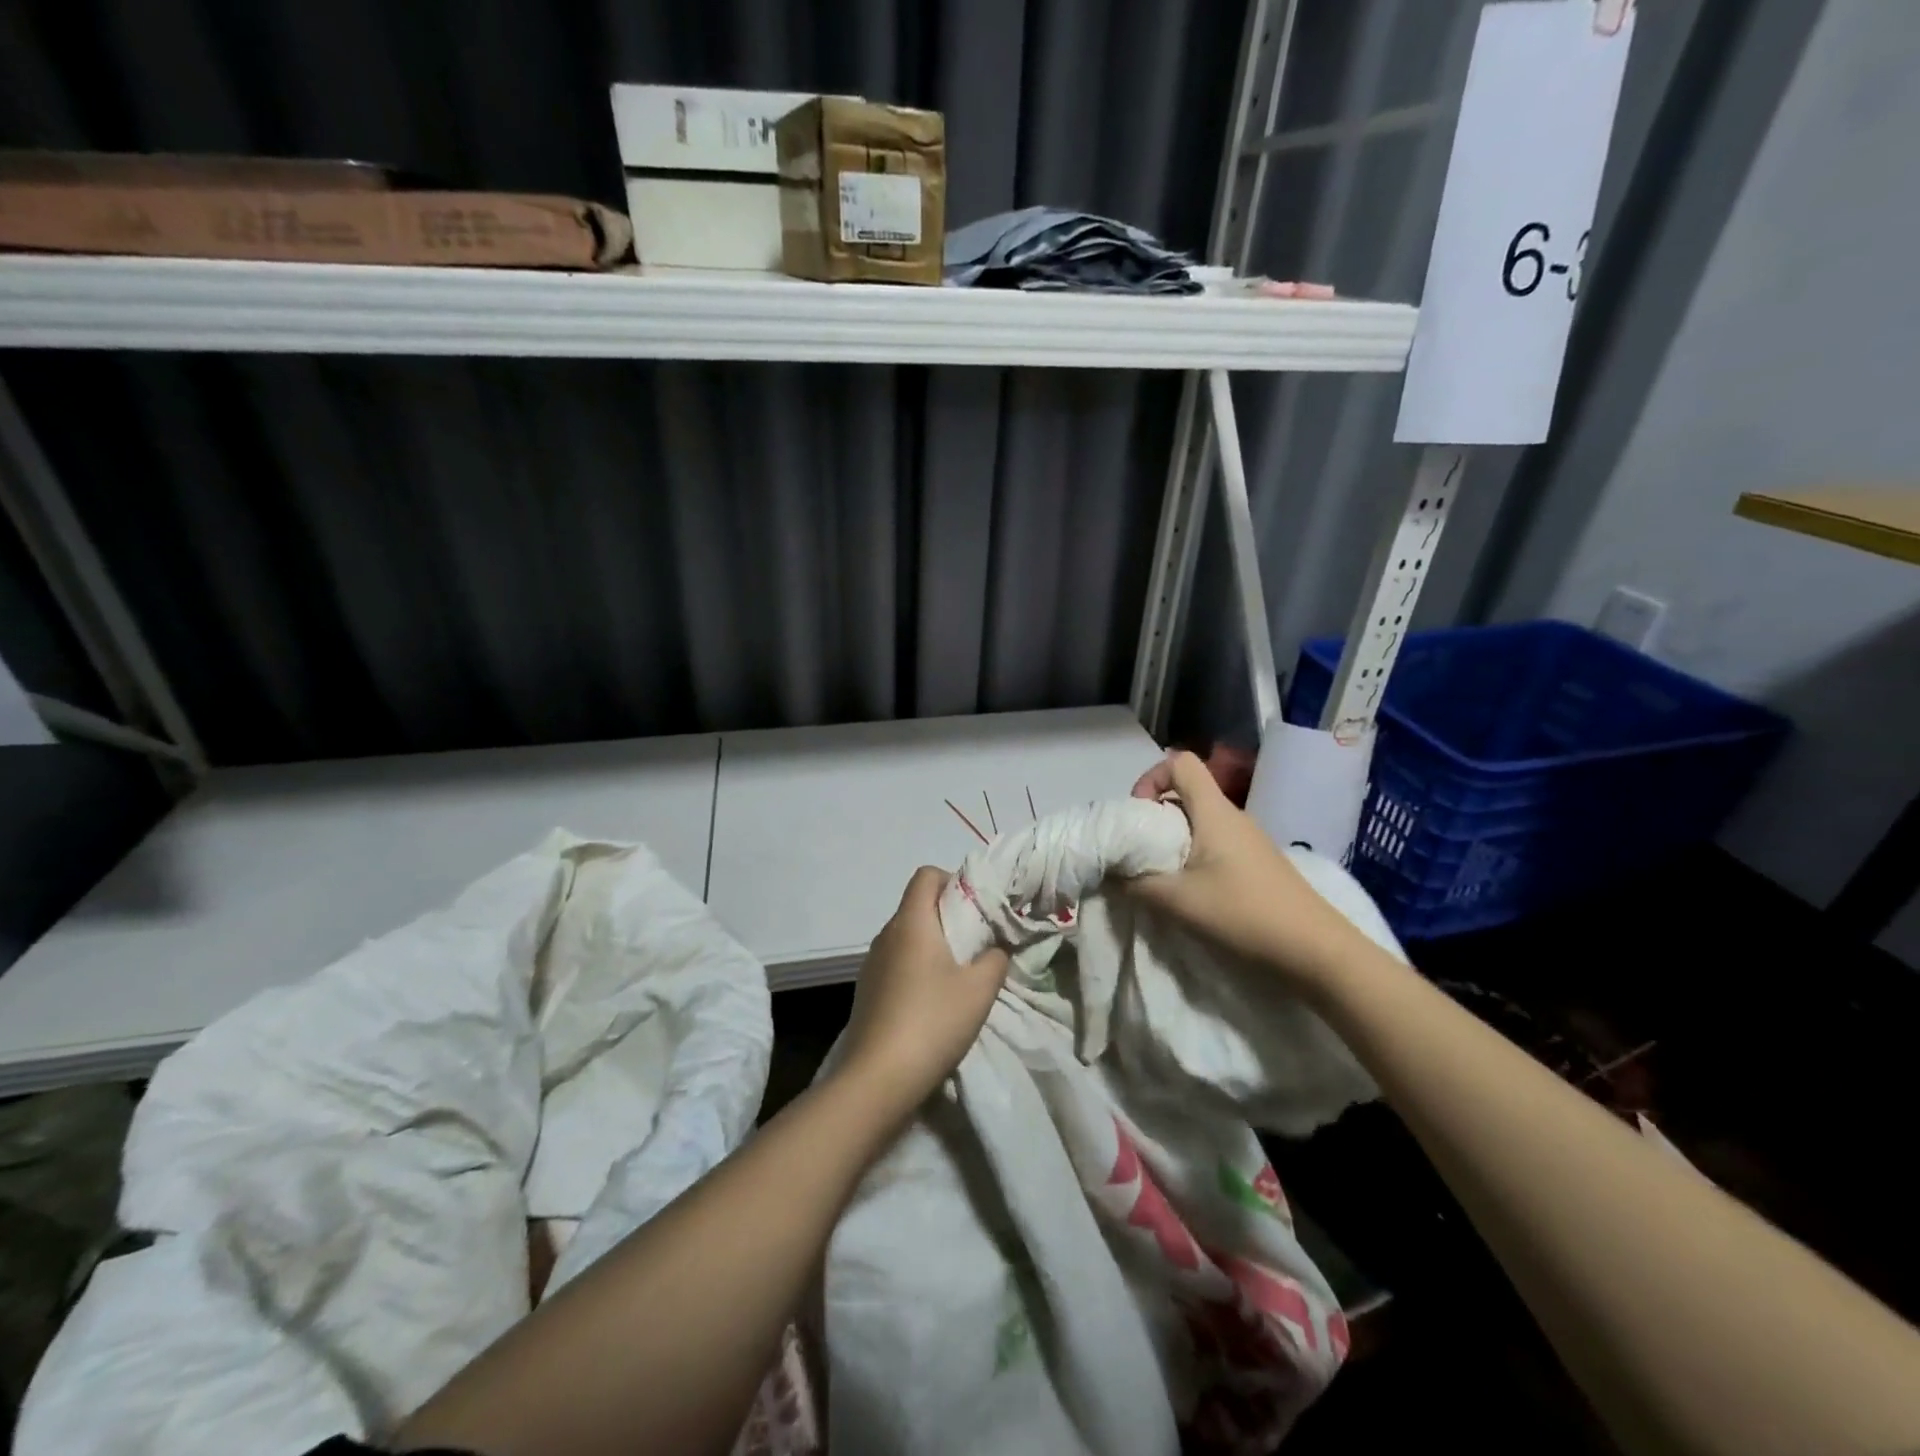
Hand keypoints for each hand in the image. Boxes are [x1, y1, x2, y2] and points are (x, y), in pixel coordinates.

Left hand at [839, 867, 1009, 1113]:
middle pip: (917, 906)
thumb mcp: (980, 990)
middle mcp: (886, 934)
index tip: (976, 908)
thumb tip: (995, 949)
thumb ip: (995, 959)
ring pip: (906, 937)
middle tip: (977, 943)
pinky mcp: (867, 991)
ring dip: (932, 946)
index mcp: (910, 922)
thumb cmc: (932, 1021)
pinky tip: (933, 1003)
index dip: (952, 880)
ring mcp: (871, 964)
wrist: (877, 1078)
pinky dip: (916, 969)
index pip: (926, 875)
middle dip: (948, 916)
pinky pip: (896, 963)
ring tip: (958, 976)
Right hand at [1125, 750, 1358, 990]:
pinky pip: (1215, 843)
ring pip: (1200, 820)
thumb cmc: (1243, 913)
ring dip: (1174, 839)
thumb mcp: (1178, 901)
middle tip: (1140, 850)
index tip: (1137, 814)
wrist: (1315, 950)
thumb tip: (1112, 873)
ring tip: (1162, 875)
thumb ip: (1137, 883)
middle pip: (1187, 792)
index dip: (1152, 778)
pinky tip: (1192, 891)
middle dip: (1155, 814)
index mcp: (1214, 811)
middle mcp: (1232, 816)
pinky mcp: (1257, 862)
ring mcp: (1248, 839)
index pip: (1181, 762)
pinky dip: (1194, 856)